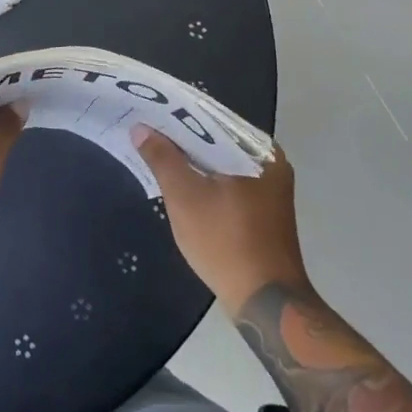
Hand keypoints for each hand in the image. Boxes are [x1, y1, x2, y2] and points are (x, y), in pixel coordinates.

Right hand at [132, 127, 309, 309]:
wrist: (266, 302)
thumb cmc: (225, 242)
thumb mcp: (185, 197)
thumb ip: (162, 158)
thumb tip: (141, 128)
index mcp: (259, 150)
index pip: (211, 117)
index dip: (177, 113)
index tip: (148, 109)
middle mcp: (270, 161)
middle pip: (216, 138)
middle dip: (182, 136)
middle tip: (146, 128)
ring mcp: (269, 186)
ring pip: (221, 160)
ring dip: (192, 158)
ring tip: (156, 149)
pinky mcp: (264, 207)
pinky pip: (228, 179)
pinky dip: (206, 177)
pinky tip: (180, 178)